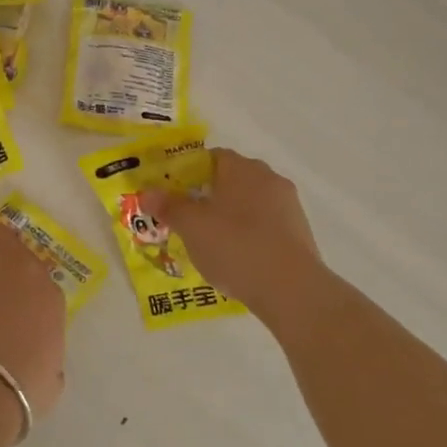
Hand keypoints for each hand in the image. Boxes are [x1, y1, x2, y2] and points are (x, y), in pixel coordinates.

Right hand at [146, 149, 327, 323]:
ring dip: (231, 216)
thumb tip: (146, 192)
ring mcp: (288, 205)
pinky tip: (238, 258)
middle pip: (232, 179)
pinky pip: (266, 225)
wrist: (291, 289)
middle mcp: (268, 178)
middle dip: (209, 195)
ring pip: (250, 203)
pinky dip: (250, 234)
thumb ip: (169, 206)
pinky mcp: (300, 232)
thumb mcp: (191, 227)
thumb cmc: (235, 246)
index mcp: (241, 168)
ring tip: (211, 243)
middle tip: (188, 219)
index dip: (190, 172)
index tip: (174, 194)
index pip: (212, 157)